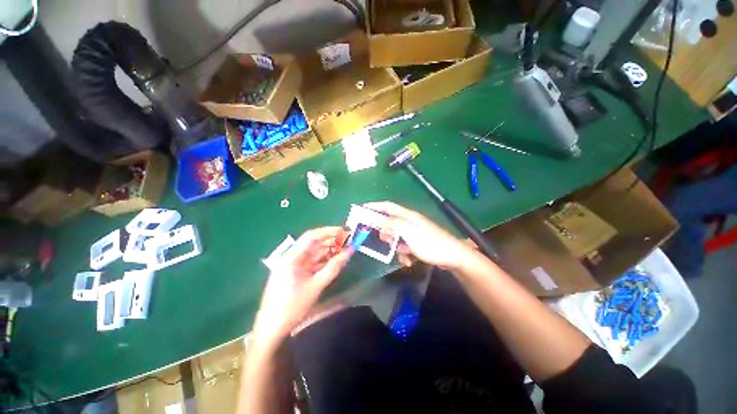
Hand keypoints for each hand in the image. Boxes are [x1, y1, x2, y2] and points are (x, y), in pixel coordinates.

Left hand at [252, 227, 350, 347]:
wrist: (272, 329)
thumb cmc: (292, 307)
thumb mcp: (316, 286)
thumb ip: (334, 267)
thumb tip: (349, 252)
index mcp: (292, 257)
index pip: (312, 236)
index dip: (329, 231)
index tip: (345, 232)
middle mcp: (292, 257)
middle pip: (314, 243)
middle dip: (331, 241)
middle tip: (349, 242)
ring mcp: (293, 266)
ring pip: (315, 253)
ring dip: (329, 251)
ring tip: (345, 251)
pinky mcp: (296, 273)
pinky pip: (313, 262)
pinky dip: (324, 261)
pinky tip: (336, 261)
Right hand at [364, 202, 475, 270]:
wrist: (453, 258)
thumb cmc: (431, 244)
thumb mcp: (410, 233)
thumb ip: (393, 225)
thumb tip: (379, 220)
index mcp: (408, 216)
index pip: (388, 207)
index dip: (374, 206)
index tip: (361, 209)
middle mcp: (410, 222)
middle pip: (390, 222)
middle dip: (384, 231)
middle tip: (378, 239)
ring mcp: (414, 232)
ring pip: (397, 236)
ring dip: (395, 245)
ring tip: (400, 254)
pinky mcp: (418, 243)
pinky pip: (404, 246)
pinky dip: (404, 253)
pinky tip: (409, 260)